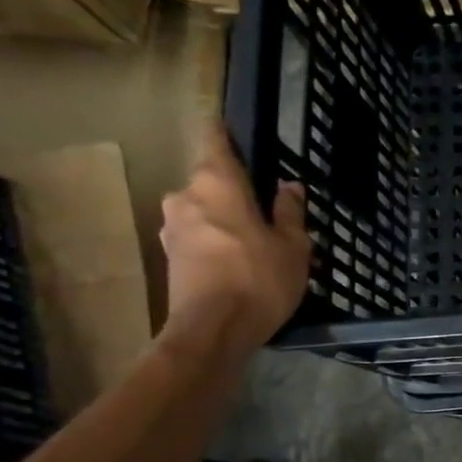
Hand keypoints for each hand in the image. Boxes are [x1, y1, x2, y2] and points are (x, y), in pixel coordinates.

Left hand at [158, 124, 310, 354]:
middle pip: (210, 181)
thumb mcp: (292, 246)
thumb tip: (288, 186)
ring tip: (254, 240)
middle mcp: (185, 196)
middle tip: (265, 209)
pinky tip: (237, 262)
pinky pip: (197, 237)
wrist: (212, 332)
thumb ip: (289, 212)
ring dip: (224, 219)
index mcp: (217, 183)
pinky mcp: (169, 257)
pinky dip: (215, 242)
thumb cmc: (259, 279)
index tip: (235, 129)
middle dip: (234, 191)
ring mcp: (171, 228)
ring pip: (203, 211)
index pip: (215, 140)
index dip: (224, 132)